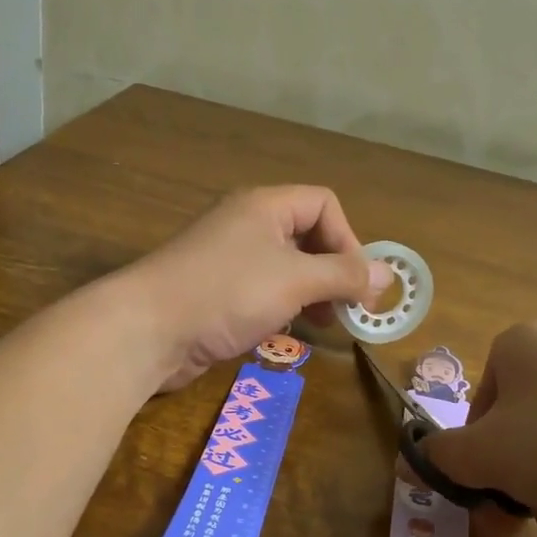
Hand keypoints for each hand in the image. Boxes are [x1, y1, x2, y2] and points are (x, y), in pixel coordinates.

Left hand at [125, 187, 391, 390]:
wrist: (147, 329)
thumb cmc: (226, 293)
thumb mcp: (295, 280)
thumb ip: (343, 275)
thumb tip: (388, 274)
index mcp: (265, 206)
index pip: (324, 204)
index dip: (348, 240)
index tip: (357, 283)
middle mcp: (246, 225)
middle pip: (307, 237)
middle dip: (333, 271)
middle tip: (349, 309)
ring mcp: (228, 261)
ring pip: (285, 269)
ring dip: (311, 294)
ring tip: (323, 324)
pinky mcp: (215, 294)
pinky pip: (262, 293)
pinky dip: (282, 309)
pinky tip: (286, 332)